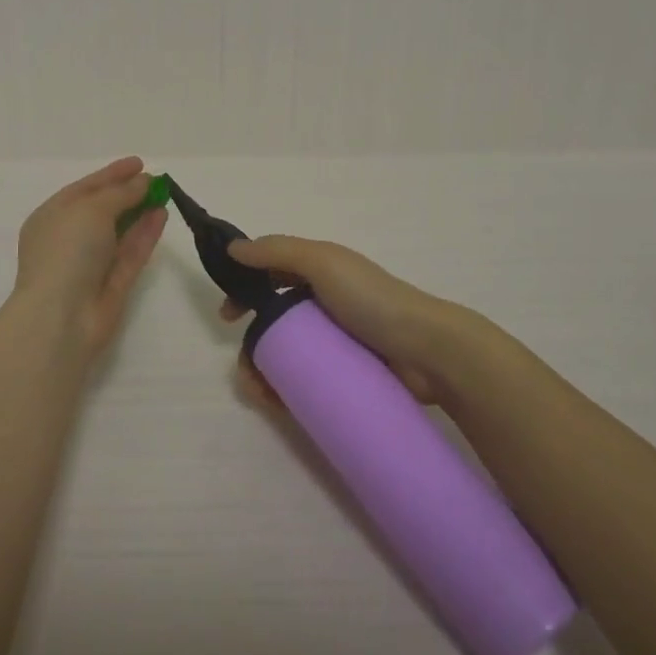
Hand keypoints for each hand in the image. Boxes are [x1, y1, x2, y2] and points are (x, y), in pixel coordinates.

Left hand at [13, 157, 167, 357]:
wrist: (62, 317)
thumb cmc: (67, 251)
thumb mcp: (91, 210)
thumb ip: (120, 193)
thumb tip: (142, 182)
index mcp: (52, 217)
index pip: (85, 188)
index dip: (112, 174)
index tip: (139, 162)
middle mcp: (70, 238)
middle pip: (103, 210)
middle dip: (128, 193)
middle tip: (156, 179)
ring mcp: (91, 263)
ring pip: (120, 232)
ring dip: (141, 212)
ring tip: (165, 194)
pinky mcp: (112, 284)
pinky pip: (131, 252)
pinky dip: (145, 234)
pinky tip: (162, 215)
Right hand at [218, 235, 460, 403]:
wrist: (428, 350)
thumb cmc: (372, 299)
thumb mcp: (322, 262)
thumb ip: (277, 251)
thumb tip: (232, 249)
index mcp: (319, 272)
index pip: (270, 275)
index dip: (244, 290)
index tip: (226, 316)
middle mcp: (323, 303)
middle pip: (273, 321)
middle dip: (251, 344)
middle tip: (245, 369)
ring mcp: (335, 340)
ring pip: (286, 354)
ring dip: (263, 373)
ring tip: (261, 395)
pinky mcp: (346, 372)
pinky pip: (306, 379)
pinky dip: (286, 390)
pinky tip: (278, 405)